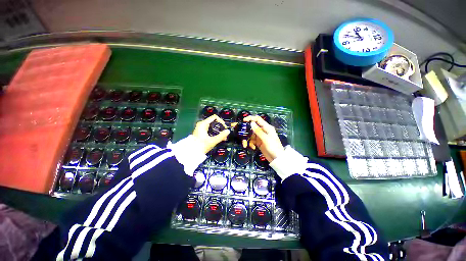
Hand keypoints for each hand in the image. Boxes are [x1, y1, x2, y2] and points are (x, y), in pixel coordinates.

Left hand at [192, 115, 229, 153]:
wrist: (192, 152)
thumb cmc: (201, 146)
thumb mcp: (212, 141)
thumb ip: (221, 136)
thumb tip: (228, 131)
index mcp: (203, 124)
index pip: (214, 117)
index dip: (221, 121)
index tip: (224, 128)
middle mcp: (202, 124)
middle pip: (214, 122)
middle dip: (221, 127)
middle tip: (225, 133)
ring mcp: (201, 128)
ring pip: (213, 127)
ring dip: (218, 131)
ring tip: (223, 137)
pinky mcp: (202, 132)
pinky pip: (210, 130)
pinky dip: (215, 133)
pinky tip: (219, 138)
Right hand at [243, 115, 283, 161]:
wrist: (277, 159)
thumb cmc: (273, 147)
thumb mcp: (266, 139)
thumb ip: (258, 131)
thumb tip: (251, 123)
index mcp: (266, 127)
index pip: (257, 119)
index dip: (250, 118)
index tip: (243, 120)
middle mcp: (262, 131)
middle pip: (252, 127)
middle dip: (245, 129)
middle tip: (236, 129)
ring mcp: (260, 137)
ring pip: (250, 135)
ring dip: (247, 139)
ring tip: (244, 145)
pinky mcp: (258, 142)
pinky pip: (251, 141)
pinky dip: (250, 144)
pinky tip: (252, 147)